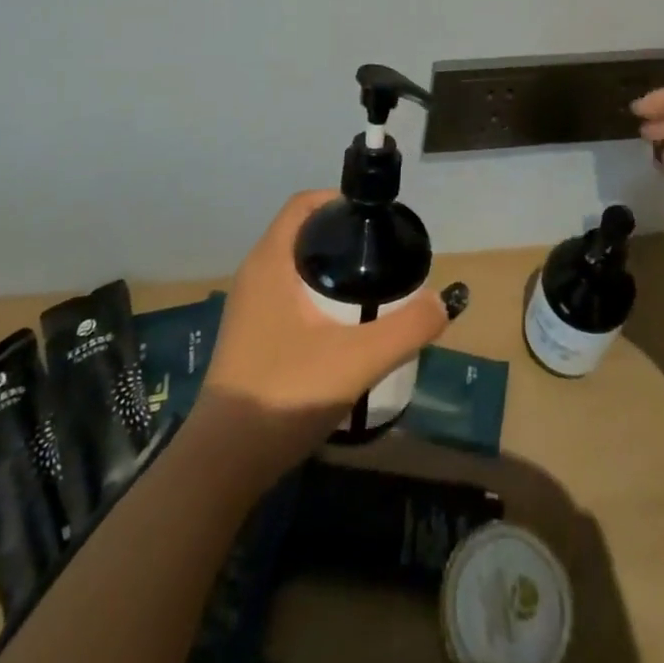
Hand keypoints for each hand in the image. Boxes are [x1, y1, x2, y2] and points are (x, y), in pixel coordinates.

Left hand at [197, 190, 447, 471]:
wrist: (223, 463)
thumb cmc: (285, 393)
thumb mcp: (358, 360)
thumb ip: (406, 328)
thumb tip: (440, 302)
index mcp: (270, 261)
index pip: (303, 204)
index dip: (339, 201)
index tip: (373, 218)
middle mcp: (254, 274)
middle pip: (301, 233)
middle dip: (340, 235)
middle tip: (379, 254)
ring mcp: (247, 307)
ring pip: (292, 266)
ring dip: (327, 267)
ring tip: (367, 287)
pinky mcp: (248, 335)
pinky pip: (285, 293)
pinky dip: (314, 293)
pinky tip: (340, 326)